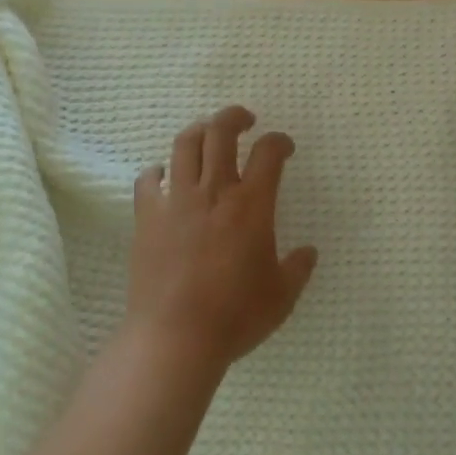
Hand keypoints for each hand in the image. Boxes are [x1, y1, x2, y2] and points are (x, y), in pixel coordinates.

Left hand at [126, 106, 317, 374]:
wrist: (175, 338)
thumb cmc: (235, 316)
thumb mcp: (281, 296)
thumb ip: (298, 268)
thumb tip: (308, 252)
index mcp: (251, 204)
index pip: (269, 152)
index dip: (279, 141)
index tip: (284, 147)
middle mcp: (214, 191)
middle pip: (221, 132)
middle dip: (235, 116)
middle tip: (244, 120)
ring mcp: (177, 201)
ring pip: (184, 144)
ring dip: (199, 131)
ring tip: (207, 135)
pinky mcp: (147, 217)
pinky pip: (148, 180)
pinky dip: (157, 172)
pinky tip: (164, 176)